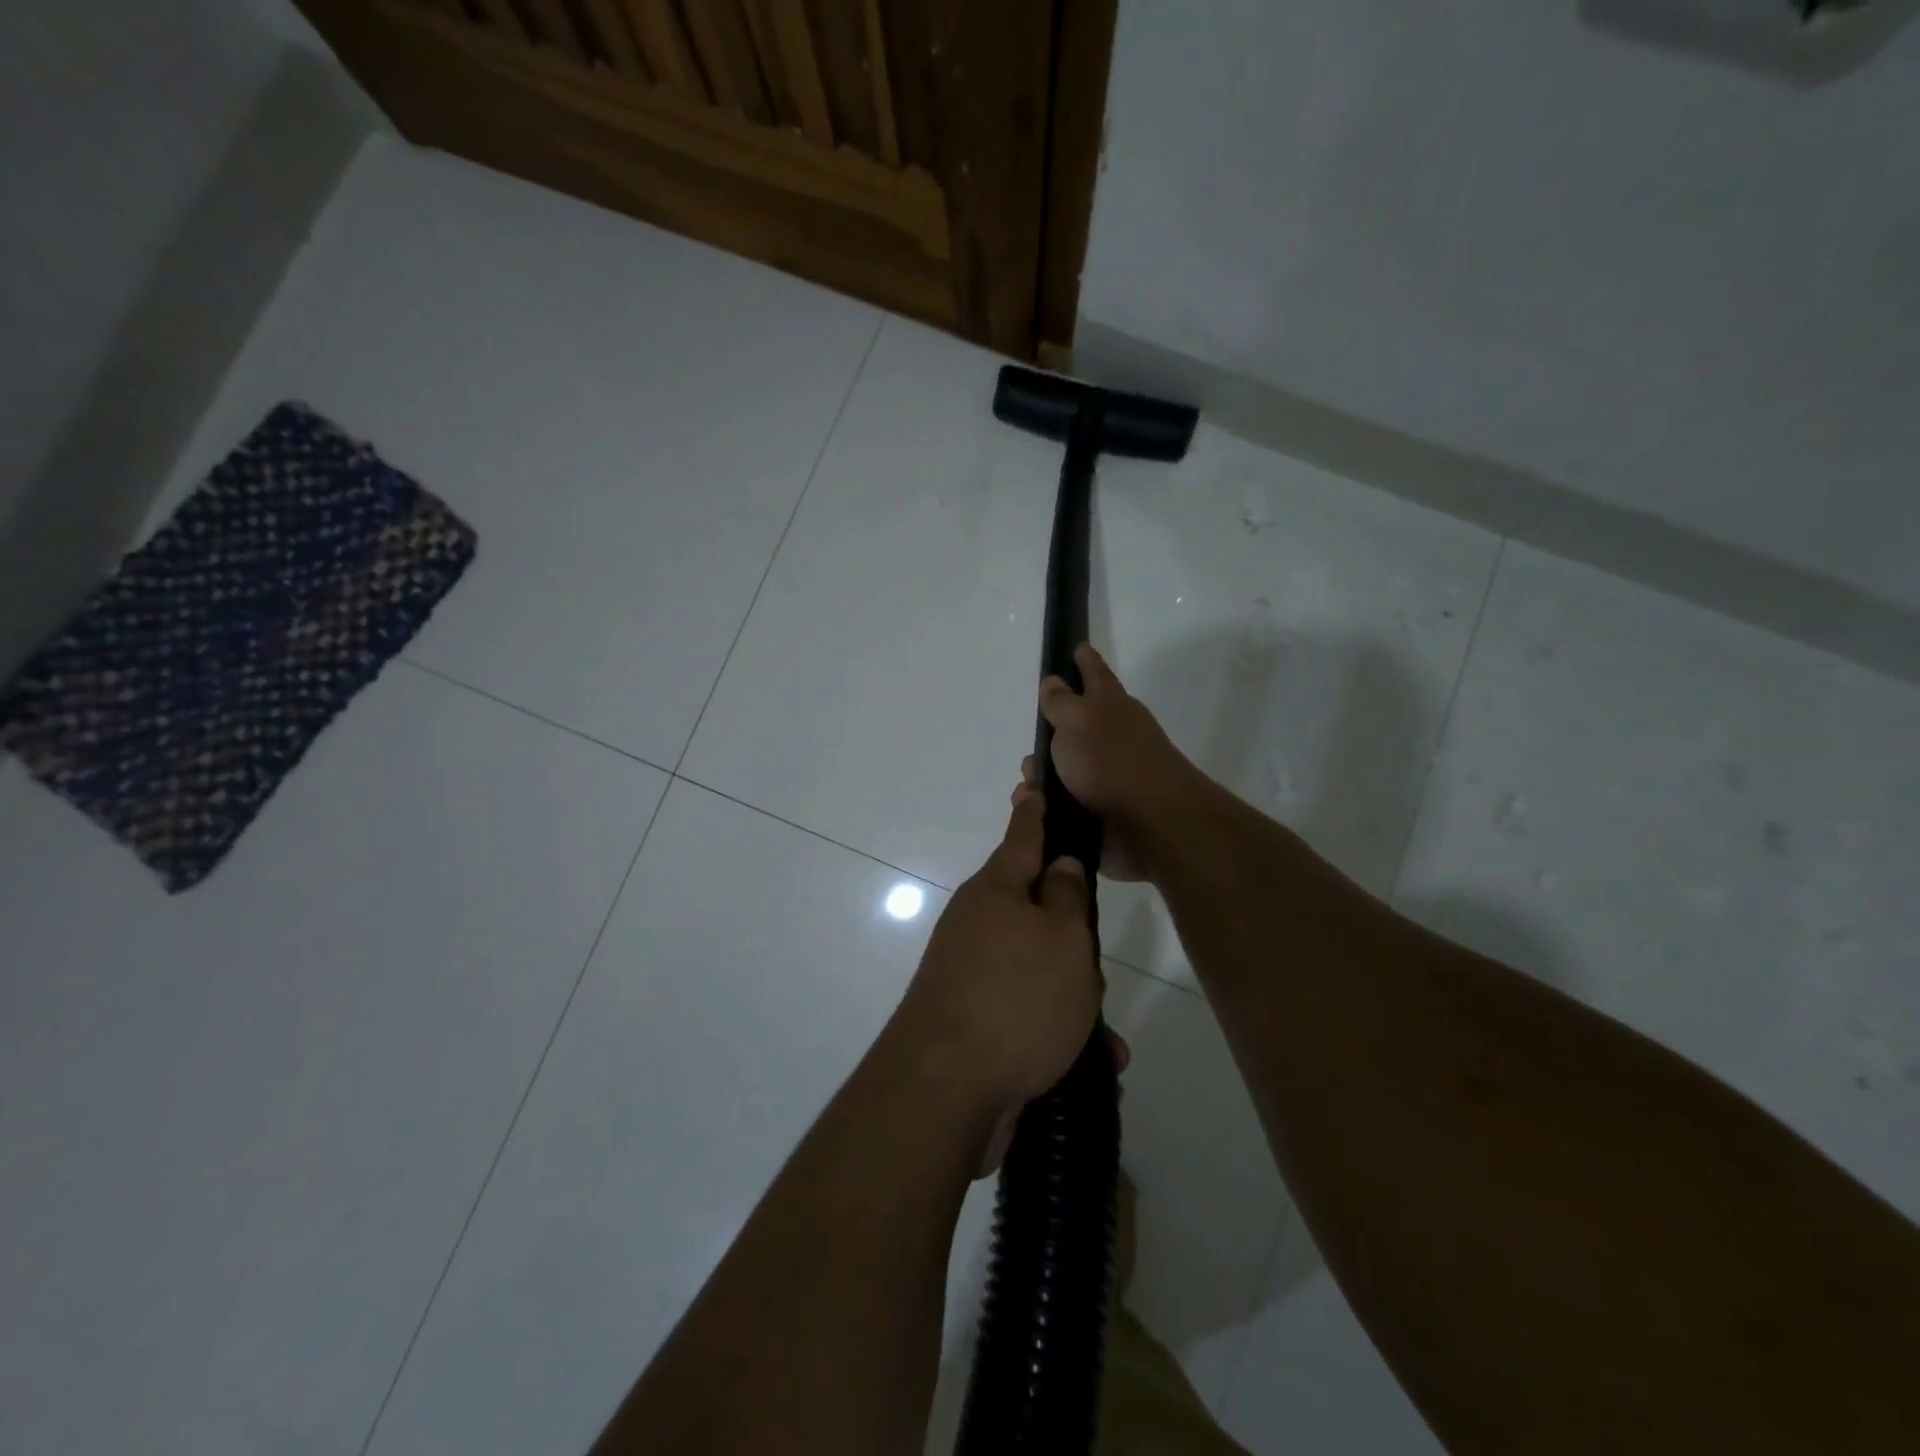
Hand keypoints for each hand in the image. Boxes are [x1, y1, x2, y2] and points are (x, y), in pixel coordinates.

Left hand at [886, 794, 1102, 1139]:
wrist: (945, 1091)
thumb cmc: (1015, 998)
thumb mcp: (1062, 939)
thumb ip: (1066, 896)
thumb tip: (1058, 864)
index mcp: (995, 892)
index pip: (1022, 836)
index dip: (1034, 810)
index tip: (1033, 783)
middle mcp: (978, 926)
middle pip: (1037, 913)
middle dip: (1073, 938)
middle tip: (1095, 967)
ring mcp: (972, 975)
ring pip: (1039, 971)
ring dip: (1074, 999)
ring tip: (1100, 1035)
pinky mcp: (976, 1023)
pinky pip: (1030, 1016)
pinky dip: (1059, 1035)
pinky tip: (1090, 1064)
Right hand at [1015, 644, 1199, 882]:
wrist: (1152, 825)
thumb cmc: (1111, 762)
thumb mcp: (1078, 721)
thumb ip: (1061, 702)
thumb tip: (1053, 681)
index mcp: (1111, 707)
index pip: (1095, 674)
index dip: (1084, 661)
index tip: (1077, 647)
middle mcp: (1113, 738)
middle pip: (1077, 728)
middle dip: (1050, 736)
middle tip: (1031, 747)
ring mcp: (1110, 777)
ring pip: (1067, 771)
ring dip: (1044, 779)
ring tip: (1027, 788)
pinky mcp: (1104, 814)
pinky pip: (1066, 806)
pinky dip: (1049, 808)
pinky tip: (1036, 813)